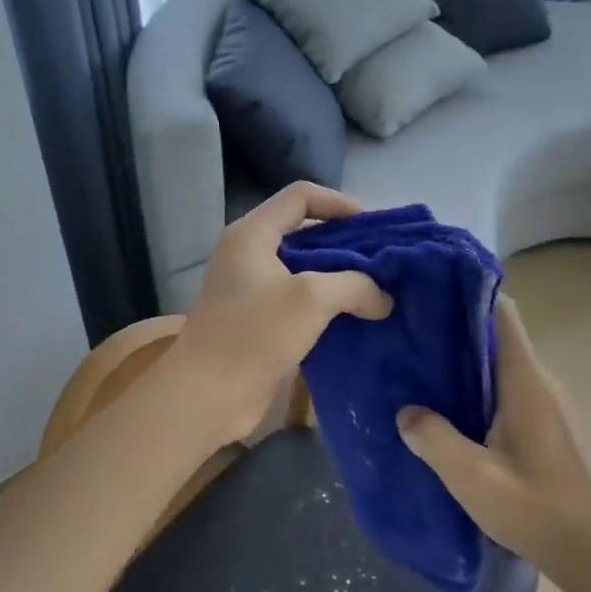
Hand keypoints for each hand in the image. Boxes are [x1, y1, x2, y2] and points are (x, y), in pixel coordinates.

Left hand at [173, 182, 390, 439]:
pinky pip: (297, 301)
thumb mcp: (311, 299)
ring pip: (302, 269)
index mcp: (252, 234)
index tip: (373, 227)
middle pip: (303, 231)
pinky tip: (354, 319)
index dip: (339, 203)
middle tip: (382, 262)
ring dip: (338, 277)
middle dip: (344, 243)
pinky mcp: (256, 321)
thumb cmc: (254, 334)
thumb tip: (383, 297)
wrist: (207, 395)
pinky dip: (325, 305)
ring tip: (376, 291)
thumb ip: (355, 285)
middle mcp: (248, 254)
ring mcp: (250, 289)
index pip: (300, 196)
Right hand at [396, 295, 590, 579]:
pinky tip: (457, 415)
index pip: (503, 315)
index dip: (469, 296)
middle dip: (458, 335)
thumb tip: (406, 411)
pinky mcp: (555, 426)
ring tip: (425, 377)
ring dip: (470, 367)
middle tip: (412, 341)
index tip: (430, 294)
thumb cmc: (534, 509)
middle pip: (499, 339)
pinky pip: (514, 392)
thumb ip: (433, 438)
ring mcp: (554, 405)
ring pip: (505, 368)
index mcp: (527, 382)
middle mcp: (544, 383)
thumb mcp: (471, 477)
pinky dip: (485, 391)